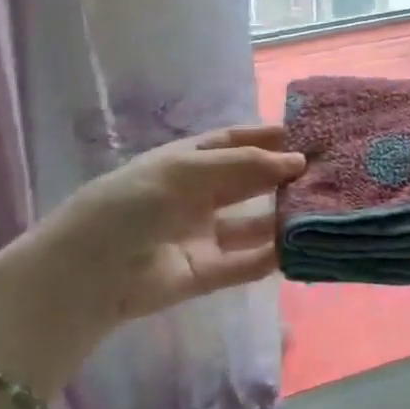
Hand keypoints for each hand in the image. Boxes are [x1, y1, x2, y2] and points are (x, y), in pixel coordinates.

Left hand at [0, 126, 303, 398]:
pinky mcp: (205, 273)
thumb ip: (242, 165)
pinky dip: (272, 255)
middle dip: (280, 175)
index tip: (303, 135)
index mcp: (183, 162)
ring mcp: (201, 235)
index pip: (231, 143)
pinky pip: (245, 262)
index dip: (264, 137)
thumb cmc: (131, 203)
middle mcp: (195, 195)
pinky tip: (299, 245)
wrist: (87, 273)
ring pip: (251, 222)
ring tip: (319, 207)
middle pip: (246, 180)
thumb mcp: (184, 170)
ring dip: (281, 215)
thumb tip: (296, 162)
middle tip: (323, 170)